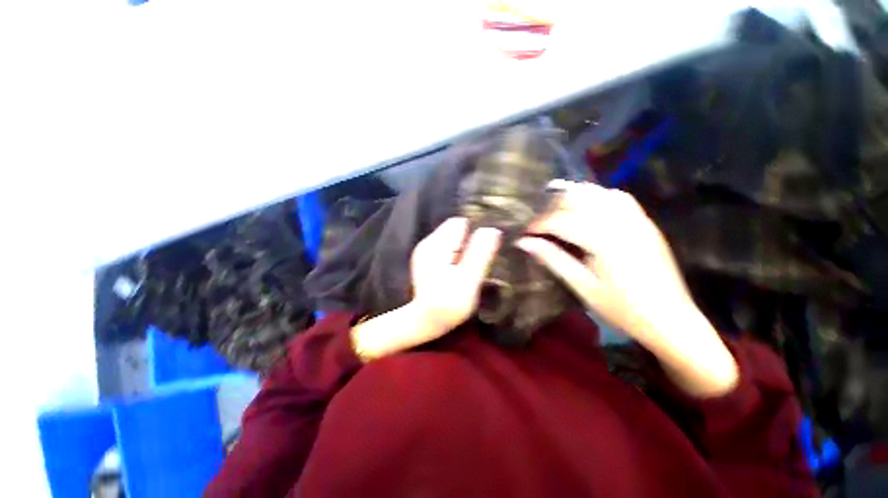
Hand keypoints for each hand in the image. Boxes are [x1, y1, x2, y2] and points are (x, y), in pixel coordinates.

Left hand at [351, 218, 500, 360]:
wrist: (423, 322)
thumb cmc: (448, 303)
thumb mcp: (468, 279)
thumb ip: (480, 253)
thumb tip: (492, 229)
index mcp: (437, 244)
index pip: (461, 222)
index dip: (476, 229)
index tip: (488, 244)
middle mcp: (428, 242)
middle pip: (456, 229)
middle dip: (471, 239)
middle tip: (480, 259)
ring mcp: (425, 251)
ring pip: (452, 239)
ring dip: (465, 248)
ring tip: (471, 266)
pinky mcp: (427, 260)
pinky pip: (447, 248)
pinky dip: (457, 254)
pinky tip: (460, 269)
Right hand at [516, 180, 737, 396]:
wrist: (671, 319)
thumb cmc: (623, 309)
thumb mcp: (582, 286)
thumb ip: (552, 259)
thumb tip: (523, 242)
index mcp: (604, 241)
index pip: (561, 221)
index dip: (537, 224)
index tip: (523, 232)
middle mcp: (621, 222)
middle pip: (577, 200)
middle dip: (551, 208)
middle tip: (537, 224)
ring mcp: (636, 218)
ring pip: (597, 192)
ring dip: (571, 197)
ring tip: (554, 210)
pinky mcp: (644, 221)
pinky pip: (617, 197)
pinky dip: (595, 195)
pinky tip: (585, 205)